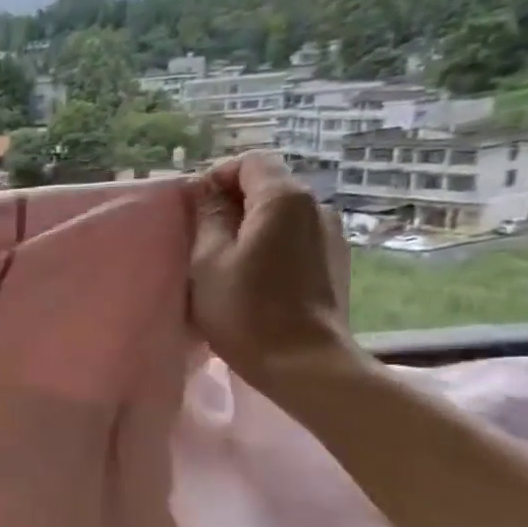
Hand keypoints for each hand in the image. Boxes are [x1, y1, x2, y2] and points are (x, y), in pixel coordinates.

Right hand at [190, 152, 356, 389]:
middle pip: (267, 185)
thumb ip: (208, 217)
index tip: (193, 210)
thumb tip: (206, 191)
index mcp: (284, 199)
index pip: (249, 162)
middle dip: (231, 202)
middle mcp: (316, 207)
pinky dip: (270, 244)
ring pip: (281, 213)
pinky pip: (295, 237)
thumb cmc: (246, 310)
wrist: (305, 364)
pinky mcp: (335, 262)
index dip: (216, 177)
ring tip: (225, 261)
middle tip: (201, 238)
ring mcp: (331, 235)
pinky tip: (253, 278)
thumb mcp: (208, 260)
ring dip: (250, 226)